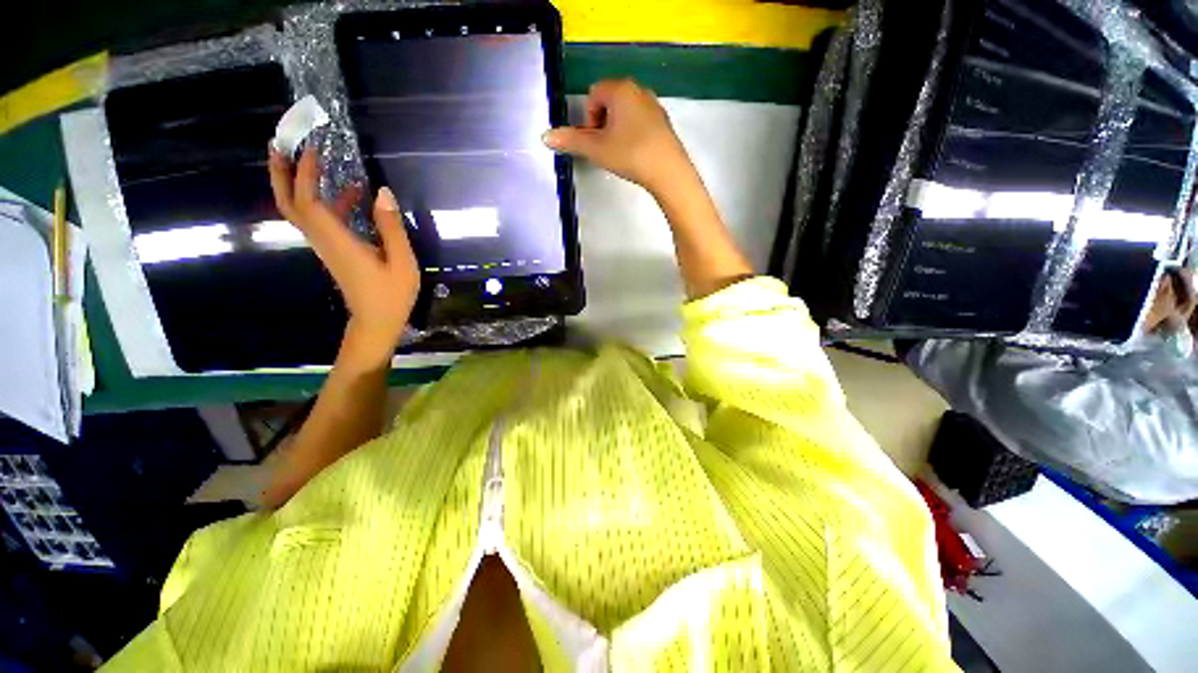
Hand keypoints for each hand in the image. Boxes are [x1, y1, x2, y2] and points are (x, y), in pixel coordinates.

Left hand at [268, 146, 419, 365]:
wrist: (376, 321)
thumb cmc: (392, 294)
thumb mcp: (402, 261)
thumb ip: (391, 227)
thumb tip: (383, 191)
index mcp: (337, 242)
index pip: (309, 201)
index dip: (306, 173)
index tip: (312, 148)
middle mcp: (324, 241)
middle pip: (290, 204)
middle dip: (281, 173)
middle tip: (280, 145)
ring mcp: (327, 247)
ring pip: (301, 210)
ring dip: (300, 183)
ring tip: (313, 159)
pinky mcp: (334, 251)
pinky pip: (321, 220)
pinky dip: (327, 201)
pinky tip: (351, 193)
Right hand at [543, 79, 692, 196]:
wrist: (668, 171)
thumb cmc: (630, 154)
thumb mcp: (596, 149)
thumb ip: (571, 141)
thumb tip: (546, 136)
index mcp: (620, 89)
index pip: (594, 94)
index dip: (589, 118)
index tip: (595, 140)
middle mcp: (638, 90)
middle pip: (609, 101)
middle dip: (602, 123)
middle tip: (606, 147)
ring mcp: (654, 105)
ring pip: (625, 112)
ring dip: (617, 129)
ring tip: (620, 153)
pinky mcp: (663, 122)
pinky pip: (640, 121)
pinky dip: (632, 134)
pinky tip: (636, 153)